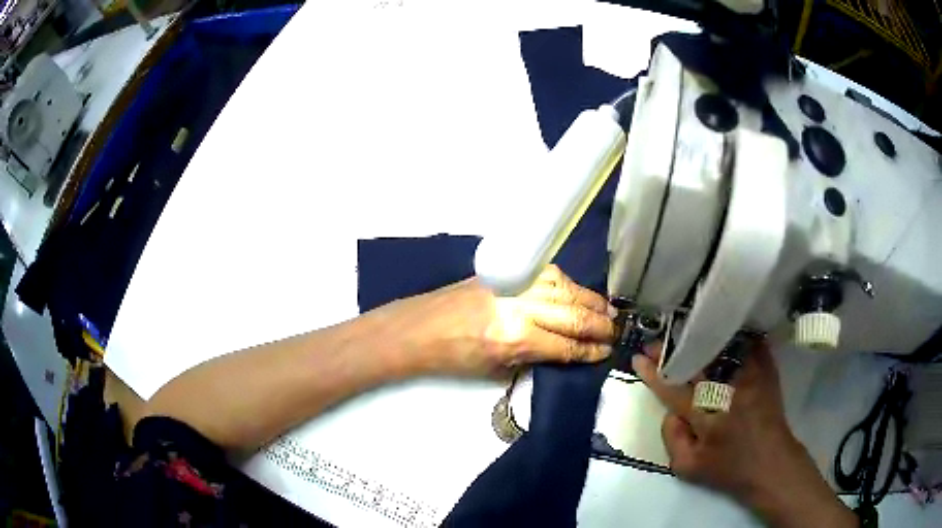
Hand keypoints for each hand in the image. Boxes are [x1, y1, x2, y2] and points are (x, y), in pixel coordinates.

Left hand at [369, 265, 616, 376]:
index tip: (606, 351)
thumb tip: (566, 349)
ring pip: (566, 289)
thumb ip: (535, 357)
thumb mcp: (496, 368)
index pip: (566, 345)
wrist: (419, 328)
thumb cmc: (453, 357)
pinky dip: (568, 284)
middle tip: (616, 330)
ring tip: (608, 311)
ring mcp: (514, 284)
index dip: (590, 350)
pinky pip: (548, 276)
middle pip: (572, 314)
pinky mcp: (507, 272)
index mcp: (516, 338)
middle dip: (599, 324)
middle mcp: (521, 307)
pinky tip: (579, 293)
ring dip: (591, 301)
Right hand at [633, 341, 856, 527]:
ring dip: (700, 339)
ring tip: (684, 332)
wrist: (771, 464)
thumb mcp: (688, 469)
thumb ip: (671, 440)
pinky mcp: (766, 372)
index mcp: (706, 417)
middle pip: (695, 363)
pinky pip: (750, 345)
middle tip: (658, 342)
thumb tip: (669, 412)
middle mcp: (727, 392)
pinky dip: (737, 335)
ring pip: (722, 349)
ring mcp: (749, 378)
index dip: (655, 373)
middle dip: (673, 351)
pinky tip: (724, 328)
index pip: (673, 389)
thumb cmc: (728, 470)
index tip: (640, 358)